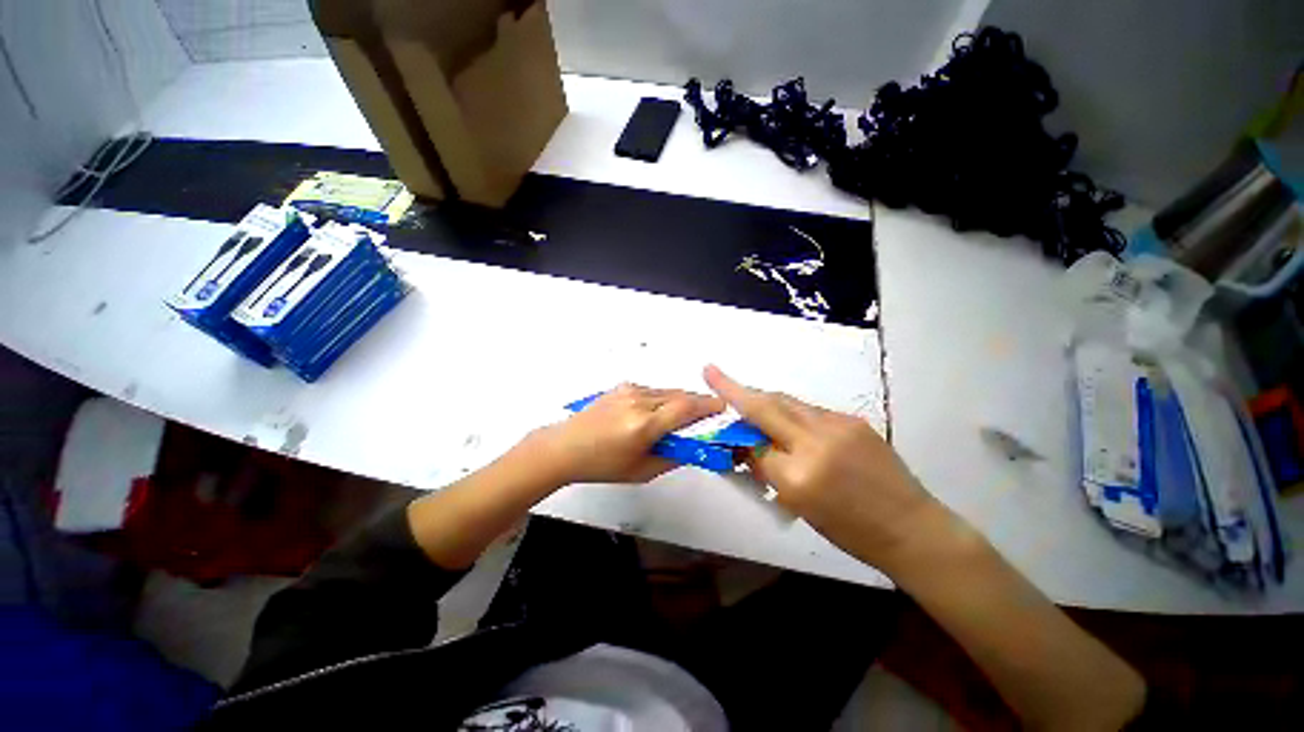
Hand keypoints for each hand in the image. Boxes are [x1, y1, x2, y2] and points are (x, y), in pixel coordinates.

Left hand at [522, 383, 724, 485]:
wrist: (565, 447)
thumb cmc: (601, 464)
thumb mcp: (641, 471)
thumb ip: (672, 458)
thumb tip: (692, 447)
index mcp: (643, 425)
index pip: (686, 408)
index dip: (708, 406)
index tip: (722, 408)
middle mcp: (638, 402)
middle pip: (680, 395)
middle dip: (698, 403)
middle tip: (708, 416)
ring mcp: (629, 391)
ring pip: (667, 391)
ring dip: (680, 401)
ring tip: (684, 417)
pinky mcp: (622, 387)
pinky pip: (653, 390)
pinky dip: (664, 399)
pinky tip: (660, 413)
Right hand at [704, 365, 943, 571]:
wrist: (911, 527)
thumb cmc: (850, 530)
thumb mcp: (799, 506)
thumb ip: (768, 470)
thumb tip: (745, 446)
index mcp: (799, 476)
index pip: (752, 444)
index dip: (733, 431)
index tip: (713, 397)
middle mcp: (815, 442)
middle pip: (766, 406)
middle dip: (735, 388)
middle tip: (713, 372)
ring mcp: (837, 425)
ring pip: (787, 403)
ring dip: (765, 401)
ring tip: (751, 403)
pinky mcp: (852, 419)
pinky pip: (809, 410)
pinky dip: (791, 413)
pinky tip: (791, 424)